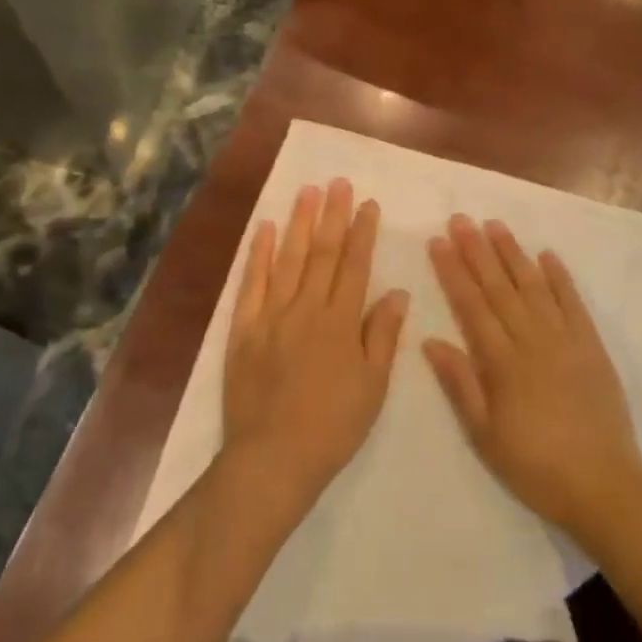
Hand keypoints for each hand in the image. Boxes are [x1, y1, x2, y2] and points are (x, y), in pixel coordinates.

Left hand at [222, 179, 408, 507]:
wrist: (273, 458)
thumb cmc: (332, 426)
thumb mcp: (373, 386)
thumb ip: (383, 335)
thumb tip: (398, 292)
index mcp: (341, 322)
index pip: (355, 266)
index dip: (363, 232)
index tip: (368, 204)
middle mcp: (307, 308)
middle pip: (322, 253)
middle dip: (332, 215)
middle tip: (338, 183)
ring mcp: (272, 315)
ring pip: (288, 258)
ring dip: (299, 223)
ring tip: (307, 191)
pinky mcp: (244, 328)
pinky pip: (251, 283)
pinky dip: (258, 253)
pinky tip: (264, 228)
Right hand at [425, 215, 641, 540]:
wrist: (604, 487)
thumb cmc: (535, 466)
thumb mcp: (485, 435)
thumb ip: (460, 384)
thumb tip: (431, 340)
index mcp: (503, 362)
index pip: (471, 305)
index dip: (453, 271)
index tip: (438, 241)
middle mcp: (532, 340)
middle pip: (499, 287)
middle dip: (477, 250)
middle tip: (461, 218)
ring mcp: (565, 340)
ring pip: (533, 286)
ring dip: (513, 254)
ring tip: (495, 225)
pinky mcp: (592, 346)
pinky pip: (573, 303)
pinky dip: (560, 277)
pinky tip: (547, 255)